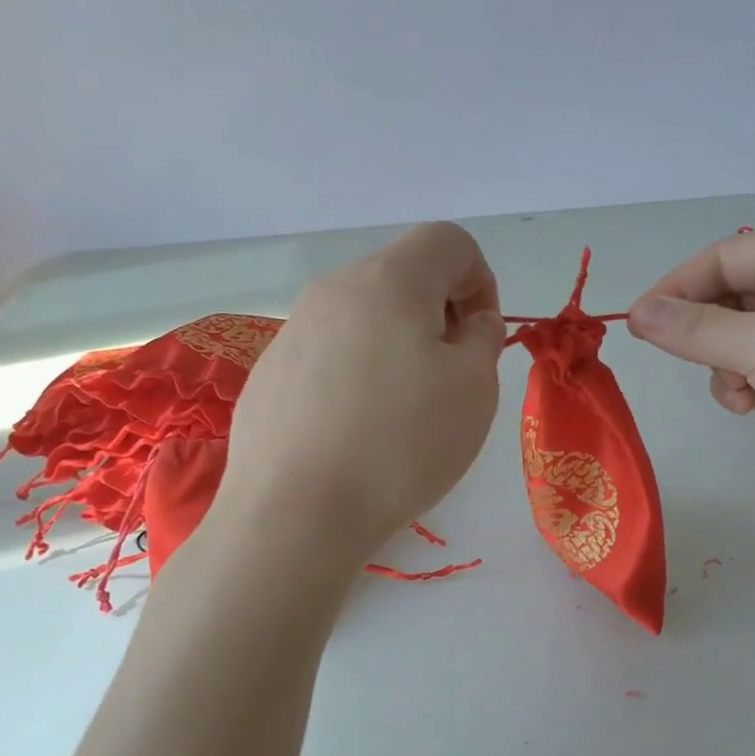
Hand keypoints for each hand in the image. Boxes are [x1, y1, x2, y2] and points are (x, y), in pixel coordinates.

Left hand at [220, 223, 505, 557]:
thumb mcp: (475, 389)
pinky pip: (330, 355)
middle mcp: (334, 290)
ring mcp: (293, 331)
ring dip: (398, 347)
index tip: (480, 339)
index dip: (481, 280)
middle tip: (448, 379)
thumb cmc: (400, 444)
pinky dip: (357, 375)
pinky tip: (356, 432)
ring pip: (365, 318)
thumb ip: (484, 338)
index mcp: (389, 280)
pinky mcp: (270, 374)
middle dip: (439, 316)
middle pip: (403, 277)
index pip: (448, 241)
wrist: (294, 514)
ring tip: (402, 413)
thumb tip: (471, 321)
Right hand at [627, 230, 754, 513]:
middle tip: (675, 352)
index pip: (726, 255)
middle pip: (729, 295)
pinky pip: (753, 371)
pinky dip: (743, 387)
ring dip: (722, 364)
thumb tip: (636, 313)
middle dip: (703, 329)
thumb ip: (692, 326)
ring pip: (735, 338)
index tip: (640, 318)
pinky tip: (752, 407)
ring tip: (739, 389)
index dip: (679, 283)